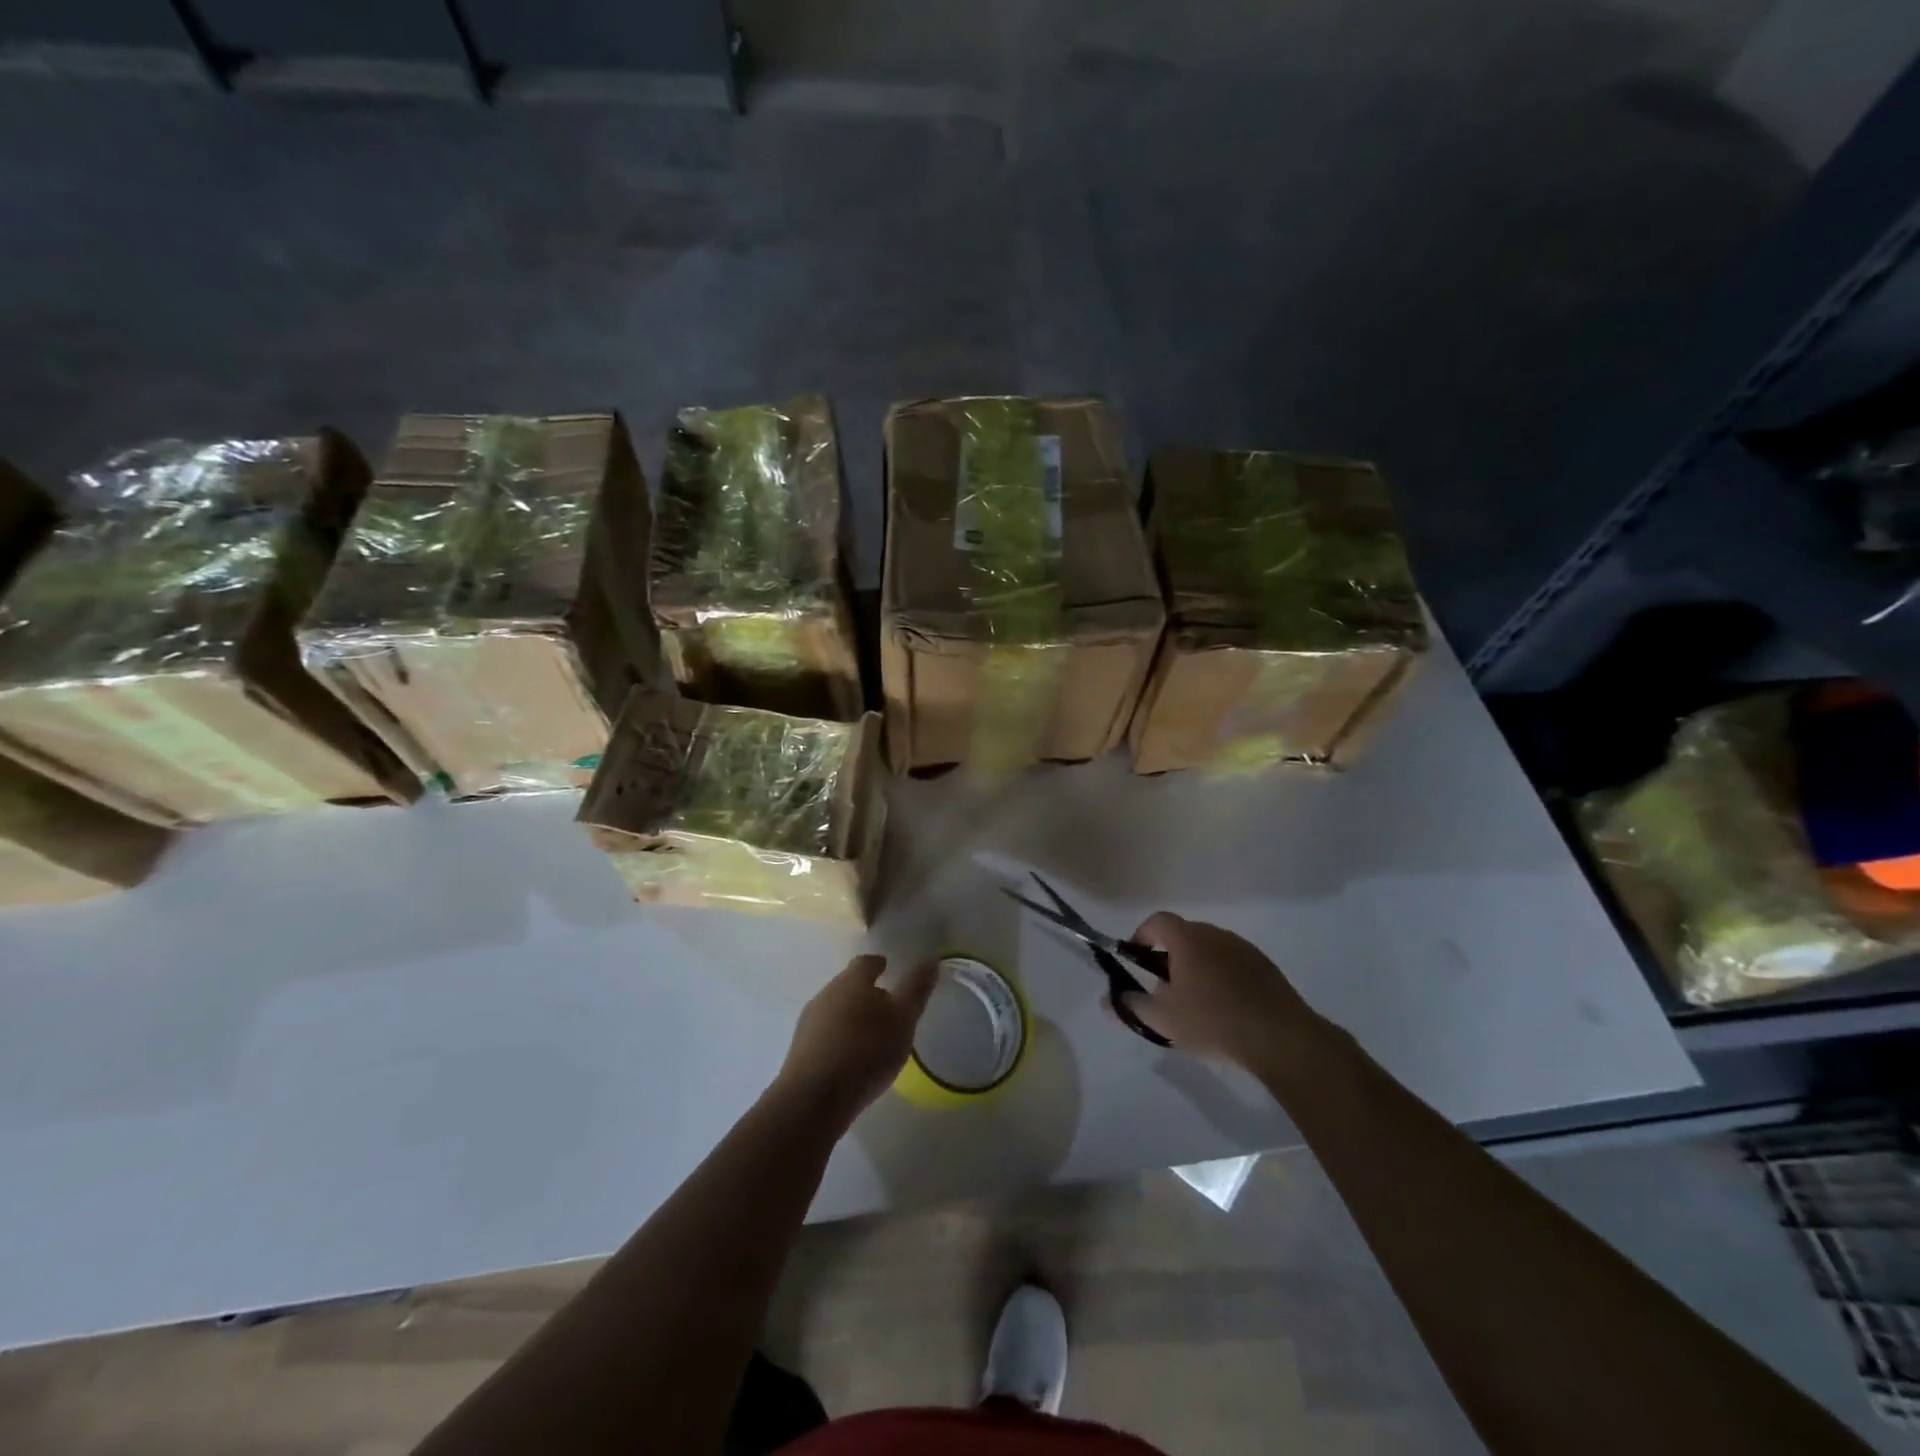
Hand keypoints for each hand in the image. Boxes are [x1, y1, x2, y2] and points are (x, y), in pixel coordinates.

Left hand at [776, 955, 938, 1120]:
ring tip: (870, 1035)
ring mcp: (809, 1022)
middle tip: (885, 1006)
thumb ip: (916, 990)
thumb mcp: (903, 1020)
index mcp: (852, 980)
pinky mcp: (800, 1050)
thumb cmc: (866, 1051)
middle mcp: (826, 993)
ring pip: (834, 1009)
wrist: (814, 1098)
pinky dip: (839, 1038)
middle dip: (865, 991)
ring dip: (851, 1016)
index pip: (866, 962)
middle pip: (848, 985)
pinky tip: (850, 1057)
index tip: (888, 968)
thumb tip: (930, 960)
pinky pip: (824, 1035)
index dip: (878, 964)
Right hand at [1121, 913, 1323, 1068]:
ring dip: (1197, 966)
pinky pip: (1233, 963)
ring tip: (1195, 1001)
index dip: (1142, 936)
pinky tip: (1225, 1008)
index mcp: (1188, 939)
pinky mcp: (1265, 967)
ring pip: (1210, 949)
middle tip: (1164, 987)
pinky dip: (1222, 976)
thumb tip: (1106, 1001)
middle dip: (1169, 955)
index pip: (1157, 921)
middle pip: (1184, 934)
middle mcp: (1215, 934)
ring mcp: (1244, 948)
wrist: (1279, 1038)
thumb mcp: (1162, 1020)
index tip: (1136, 959)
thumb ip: (1130, 1006)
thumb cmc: (1212, 1021)